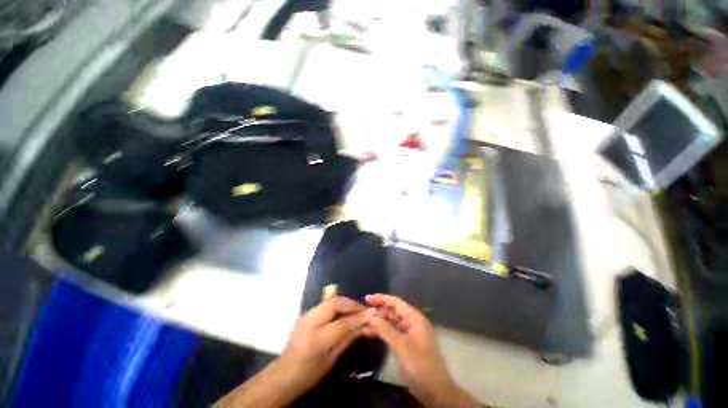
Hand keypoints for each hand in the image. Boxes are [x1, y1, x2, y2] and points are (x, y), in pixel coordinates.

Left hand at [218, 296, 368, 406]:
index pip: (343, 323)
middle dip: (352, 304)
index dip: (359, 317)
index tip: (373, 314)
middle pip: (335, 303)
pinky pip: (325, 304)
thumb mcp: (331, 359)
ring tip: (356, 311)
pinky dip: (338, 305)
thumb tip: (366, 325)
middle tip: (364, 310)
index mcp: (316, 340)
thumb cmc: (309, 374)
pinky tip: (344, 313)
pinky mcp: (305, 313)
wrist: (283, 374)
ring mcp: (306, 315)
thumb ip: (348, 338)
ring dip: (346, 303)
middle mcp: (310, 322)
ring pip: (330, 300)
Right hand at [364, 294, 479, 407]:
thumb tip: (370, 315)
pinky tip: (371, 331)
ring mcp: (409, 332)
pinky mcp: (405, 342)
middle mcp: (412, 322)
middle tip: (362, 312)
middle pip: (393, 311)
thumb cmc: (420, 365)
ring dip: (379, 320)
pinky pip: (392, 331)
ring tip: (364, 321)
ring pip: (391, 321)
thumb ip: (386, 329)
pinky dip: (382, 330)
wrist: (434, 391)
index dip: (382, 299)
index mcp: (415, 318)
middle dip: (379, 310)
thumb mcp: (402, 346)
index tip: (367, 298)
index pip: (396, 303)